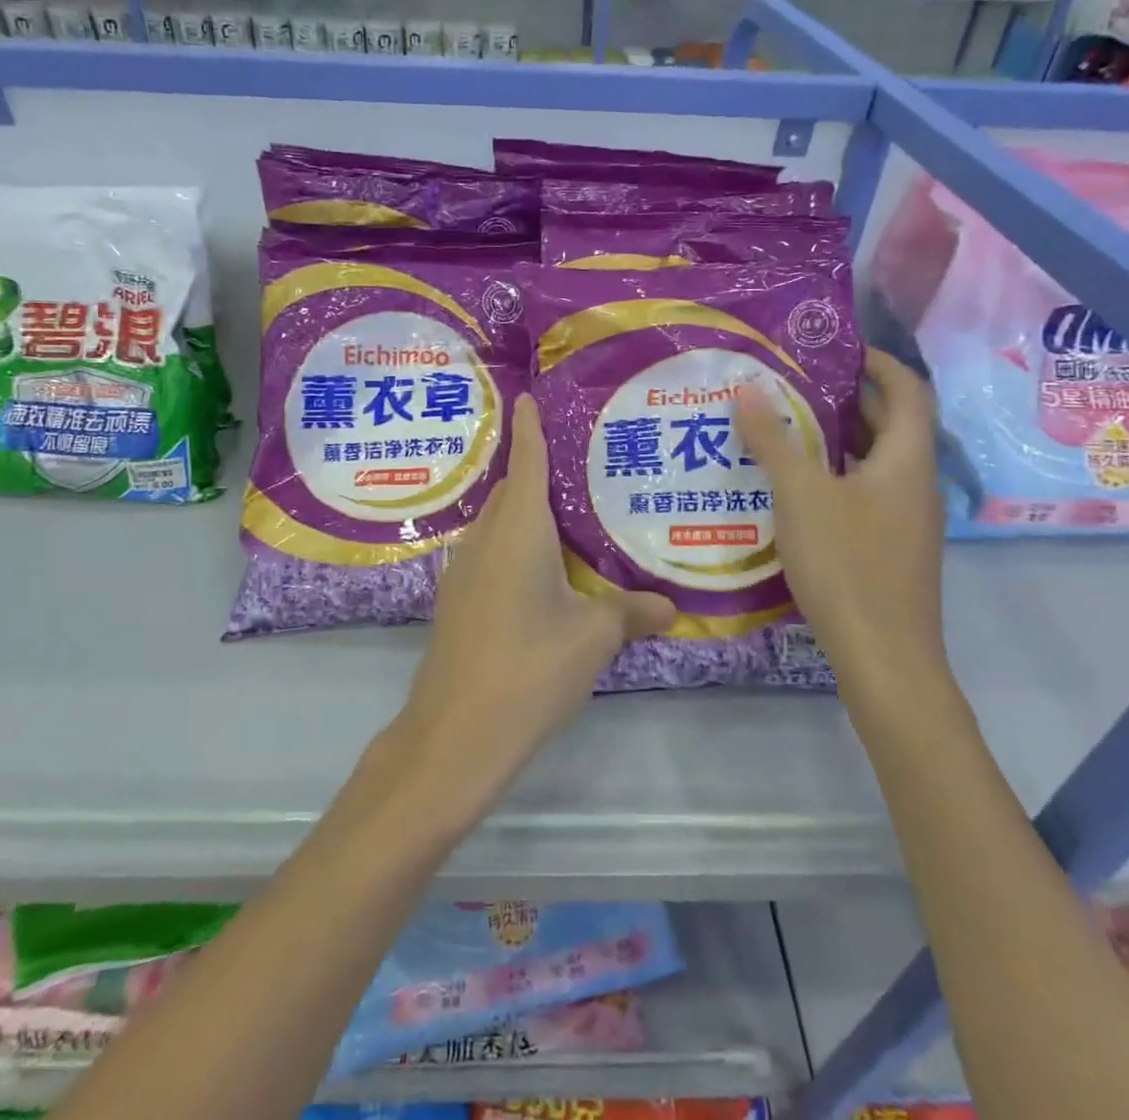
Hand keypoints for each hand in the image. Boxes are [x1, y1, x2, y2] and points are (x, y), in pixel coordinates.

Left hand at [394, 395, 676, 817]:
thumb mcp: (593, 638)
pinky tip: (540, 573)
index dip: (530, 427)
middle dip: (535, 471)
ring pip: (497, 523)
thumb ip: (631, 613)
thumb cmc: (530, 668)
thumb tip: (671, 607)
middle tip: (578, 466)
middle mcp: (486, 539)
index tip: (529, 397)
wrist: (456, 732)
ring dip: (524, 512)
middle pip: (511, 490)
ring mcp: (464, 571)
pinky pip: (489, 553)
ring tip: (566, 517)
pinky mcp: (457, 602)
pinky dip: (513, 546)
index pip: (526, 461)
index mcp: (518, 529)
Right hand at [736, 349, 947, 699]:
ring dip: (836, 439)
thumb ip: (773, 440)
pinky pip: (865, 492)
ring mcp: (906, 519)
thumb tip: (748, 387)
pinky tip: (794, 488)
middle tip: (792, 383)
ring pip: (874, 461)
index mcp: (906, 460)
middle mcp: (914, 483)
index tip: (833, 347)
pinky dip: (835, 475)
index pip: (906, 389)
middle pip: (890, 424)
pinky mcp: (891, 548)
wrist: (883, 657)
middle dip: (846, 397)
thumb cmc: (846, 563)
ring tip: (784, 427)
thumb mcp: (800, 494)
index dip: (876, 361)